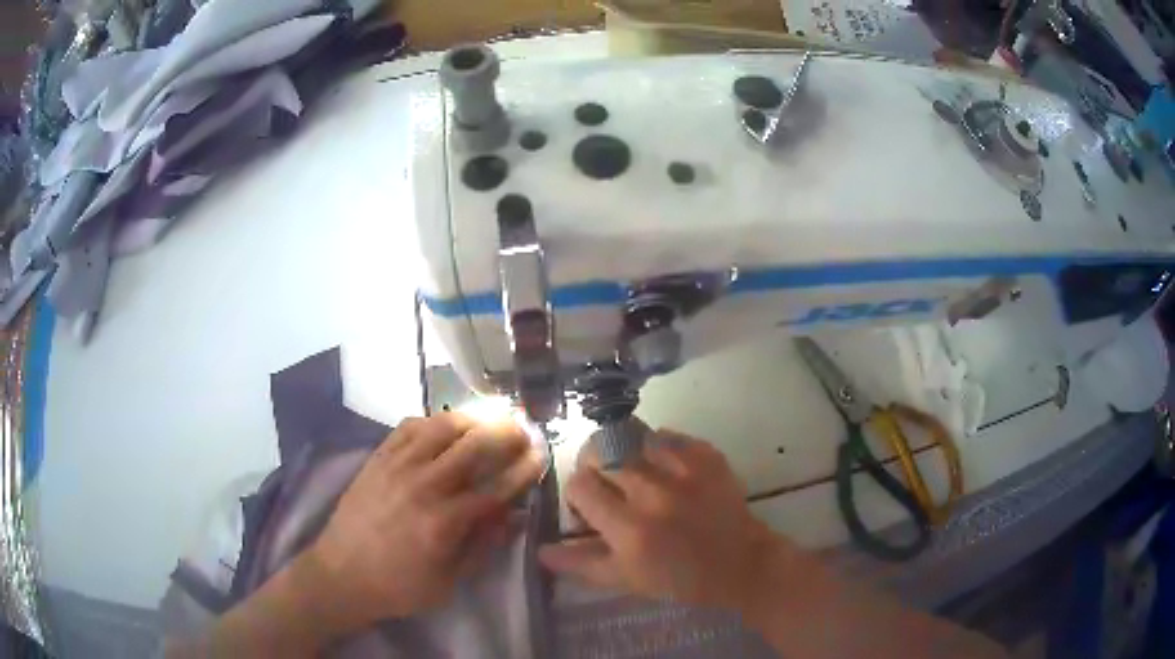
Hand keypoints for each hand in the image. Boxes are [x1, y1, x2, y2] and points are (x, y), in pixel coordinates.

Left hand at [306, 413, 543, 631]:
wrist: (341, 575)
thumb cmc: (399, 587)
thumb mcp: (450, 582)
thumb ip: (483, 546)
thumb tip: (513, 516)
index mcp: (445, 522)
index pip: (497, 487)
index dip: (524, 469)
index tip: (541, 454)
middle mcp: (424, 485)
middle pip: (474, 446)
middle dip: (506, 433)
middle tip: (523, 429)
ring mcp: (397, 466)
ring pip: (442, 427)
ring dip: (472, 420)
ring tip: (487, 422)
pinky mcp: (377, 458)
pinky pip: (409, 427)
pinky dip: (433, 421)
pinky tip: (444, 427)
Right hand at [539, 429, 781, 611]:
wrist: (741, 563)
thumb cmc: (680, 579)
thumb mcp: (626, 579)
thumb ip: (580, 563)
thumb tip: (540, 550)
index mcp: (630, 530)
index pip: (580, 486)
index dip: (578, 495)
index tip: (591, 508)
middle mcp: (653, 494)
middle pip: (599, 453)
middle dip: (594, 467)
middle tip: (608, 485)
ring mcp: (683, 470)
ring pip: (629, 437)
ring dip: (623, 453)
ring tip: (633, 470)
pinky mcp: (706, 455)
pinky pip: (665, 435)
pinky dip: (655, 447)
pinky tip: (662, 467)